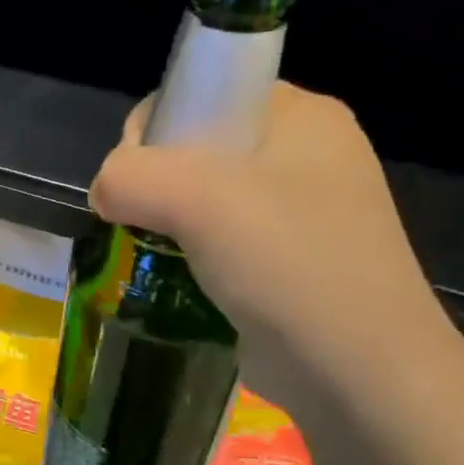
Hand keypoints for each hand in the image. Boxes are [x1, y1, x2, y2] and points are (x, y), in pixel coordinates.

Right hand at [89, 83, 458, 422]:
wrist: (358, 374)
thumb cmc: (288, 265)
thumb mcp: (198, 200)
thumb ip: (130, 176)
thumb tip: (105, 193)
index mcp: (300, 116)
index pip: (205, 90)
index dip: (157, 124)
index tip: (135, 177)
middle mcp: (304, 155)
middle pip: (198, 145)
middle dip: (156, 182)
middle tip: (147, 223)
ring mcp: (300, 212)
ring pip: (204, 197)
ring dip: (167, 222)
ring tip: (153, 254)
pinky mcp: (287, 261)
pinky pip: (219, 239)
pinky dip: (188, 254)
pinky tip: (175, 279)